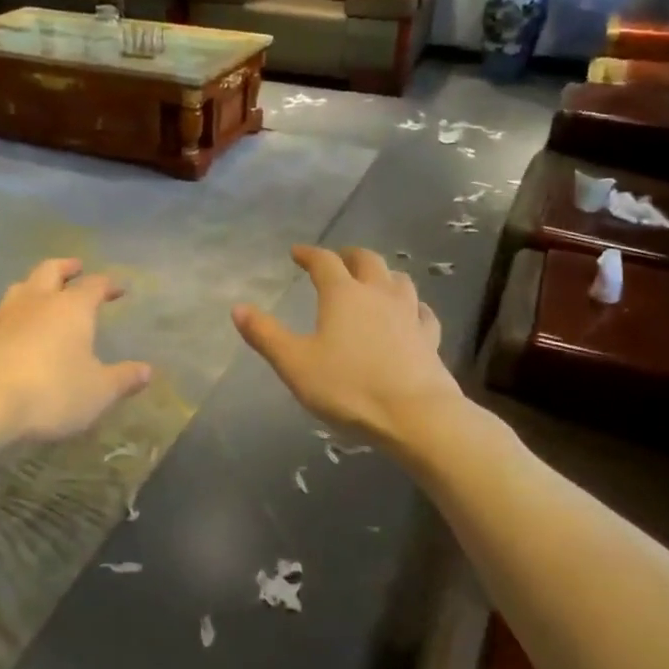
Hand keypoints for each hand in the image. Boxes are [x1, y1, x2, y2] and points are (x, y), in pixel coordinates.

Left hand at [0, 258, 152, 444]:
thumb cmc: (52, 392)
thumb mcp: (98, 392)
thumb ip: (123, 379)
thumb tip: (146, 370)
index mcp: (71, 308)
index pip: (94, 285)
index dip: (108, 284)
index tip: (119, 288)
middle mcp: (37, 302)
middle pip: (50, 271)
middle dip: (66, 267)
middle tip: (76, 267)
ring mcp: (4, 317)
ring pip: (20, 287)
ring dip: (34, 285)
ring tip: (41, 291)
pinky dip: (10, 313)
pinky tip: (10, 325)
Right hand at [232, 246, 460, 448]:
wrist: (415, 414)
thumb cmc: (348, 387)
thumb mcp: (295, 363)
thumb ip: (266, 335)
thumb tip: (238, 308)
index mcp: (343, 294)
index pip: (324, 261)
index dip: (309, 254)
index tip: (297, 253)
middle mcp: (378, 294)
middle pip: (367, 260)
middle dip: (349, 256)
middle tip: (337, 260)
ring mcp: (409, 314)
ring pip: (398, 280)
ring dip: (382, 274)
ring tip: (373, 281)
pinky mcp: (430, 337)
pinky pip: (422, 311)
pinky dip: (412, 305)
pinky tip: (411, 313)